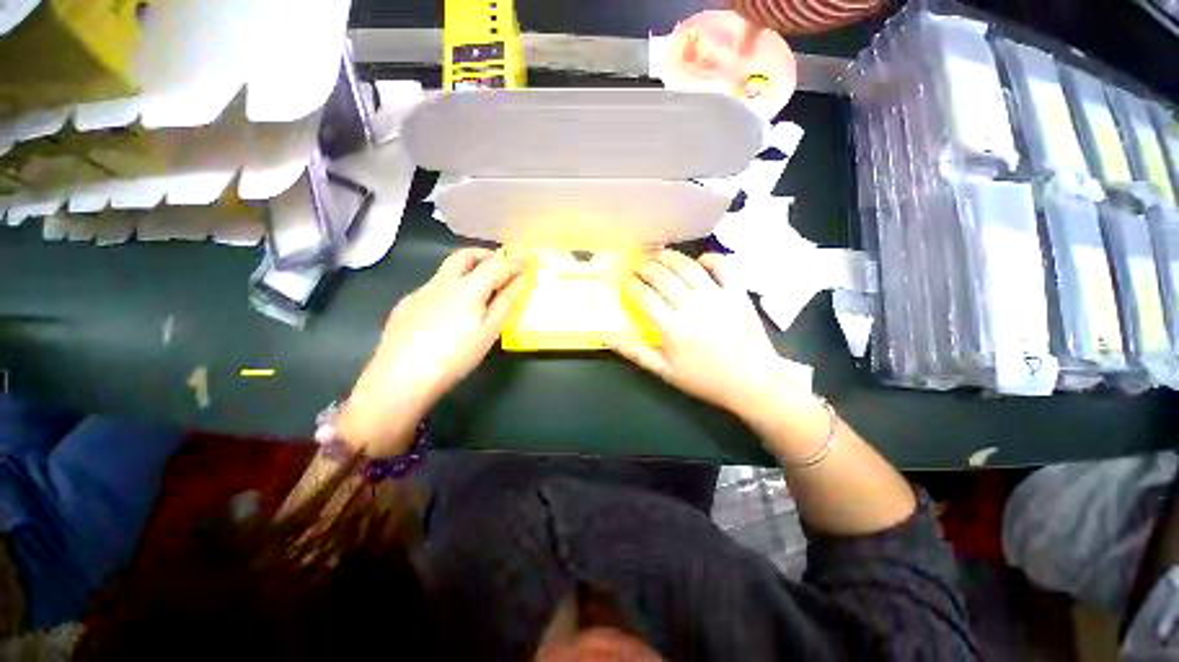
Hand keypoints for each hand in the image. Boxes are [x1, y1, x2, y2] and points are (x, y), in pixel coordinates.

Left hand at [338, 248, 524, 455]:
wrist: (400, 378)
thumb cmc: (455, 356)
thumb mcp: (489, 332)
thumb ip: (506, 302)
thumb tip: (521, 280)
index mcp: (468, 287)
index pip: (497, 265)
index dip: (515, 262)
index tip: (528, 260)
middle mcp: (443, 282)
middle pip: (465, 255)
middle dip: (486, 254)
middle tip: (500, 263)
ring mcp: (421, 292)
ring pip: (446, 269)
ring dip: (466, 268)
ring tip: (479, 285)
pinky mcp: (406, 305)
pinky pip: (432, 287)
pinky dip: (449, 287)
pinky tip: (449, 309)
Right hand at [608, 250, 812, 422]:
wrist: (752, 381)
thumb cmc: (705, 378)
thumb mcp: (665, 371)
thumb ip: (635, 352)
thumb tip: (606, 336)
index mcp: (672, 327)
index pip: (644, 296)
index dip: (631, 285)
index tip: (625, 281)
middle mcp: (692, 306)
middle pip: (663, 277)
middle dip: (646, 268)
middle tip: (639, 267)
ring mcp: (717, 296)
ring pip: (688, 267)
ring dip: (670, 257)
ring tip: (658, 254)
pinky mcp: (738, 293)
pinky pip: (724, 266)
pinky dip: (711, 258)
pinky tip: (700, 261)